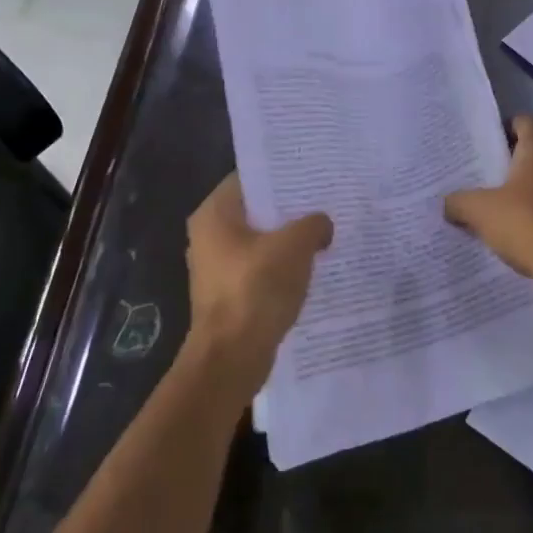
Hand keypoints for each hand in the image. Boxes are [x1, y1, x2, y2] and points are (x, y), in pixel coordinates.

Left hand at [184, 173, 332, 398]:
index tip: (311, 174)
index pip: (249, 179)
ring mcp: (216, 268)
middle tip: (324, 202)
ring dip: (287, 241)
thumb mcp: (295, 246)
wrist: (232, 357)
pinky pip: (260, 269)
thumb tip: (322, 225)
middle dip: (288, 209)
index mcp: (214, 214)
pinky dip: (282, 267)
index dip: (280, 175)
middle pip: (255, 211)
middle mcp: (208, 236)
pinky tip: (311, 268)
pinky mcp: (229, 295)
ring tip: (323, 233)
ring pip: (259, 242)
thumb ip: (313, 224)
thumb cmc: (256, 288)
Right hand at [444, 115, 532, 284]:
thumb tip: (448, 204)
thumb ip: (459, 202)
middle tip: (479, 173)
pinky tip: (513, 228)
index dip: (504, 126)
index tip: (483, 140)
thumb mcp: (480, 211)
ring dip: (521, 190)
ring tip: (491, 202)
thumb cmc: (525, 222)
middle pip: (532, 153)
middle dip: (508, 161)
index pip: (524, 122)